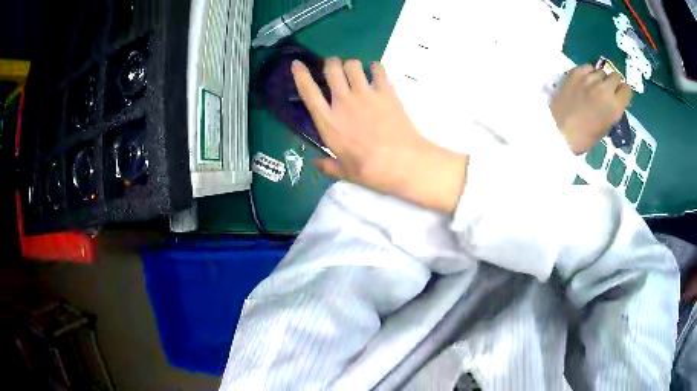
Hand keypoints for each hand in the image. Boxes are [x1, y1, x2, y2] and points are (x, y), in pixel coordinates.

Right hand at [291, 58, 467, 213]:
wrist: (402, 161)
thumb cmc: (370, 170)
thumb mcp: (345, 173)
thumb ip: (328, 166)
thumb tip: (316, 163)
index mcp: (329, 121)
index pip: (308, 92)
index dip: (300, 75)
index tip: (297, 64)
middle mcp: (344, 102)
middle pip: (332, 69)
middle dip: (331, 64)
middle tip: (334, 67)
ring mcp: (366, 94)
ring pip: (353, 65)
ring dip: (351, 65)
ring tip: (355, 71)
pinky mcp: (386, 92)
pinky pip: (378, 69)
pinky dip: (375, 67)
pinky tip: (376, 72)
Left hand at [550, 65, 633, 154]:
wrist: (559, 129)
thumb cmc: (584, 137)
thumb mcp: (605, 128)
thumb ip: (612, 111)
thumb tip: (614, 102)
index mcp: (615, 107)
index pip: (627, 89)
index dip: (624, 92)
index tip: (621, 95)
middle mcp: (605, 89)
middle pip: (615, 76)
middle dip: (614, 82)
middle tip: (609, 89)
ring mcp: (590, 78)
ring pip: (601, 71)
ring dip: (601, 77)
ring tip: (595, 86)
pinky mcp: (576, 72)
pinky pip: (588, 67)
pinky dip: (589, 72)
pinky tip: (585, 81)